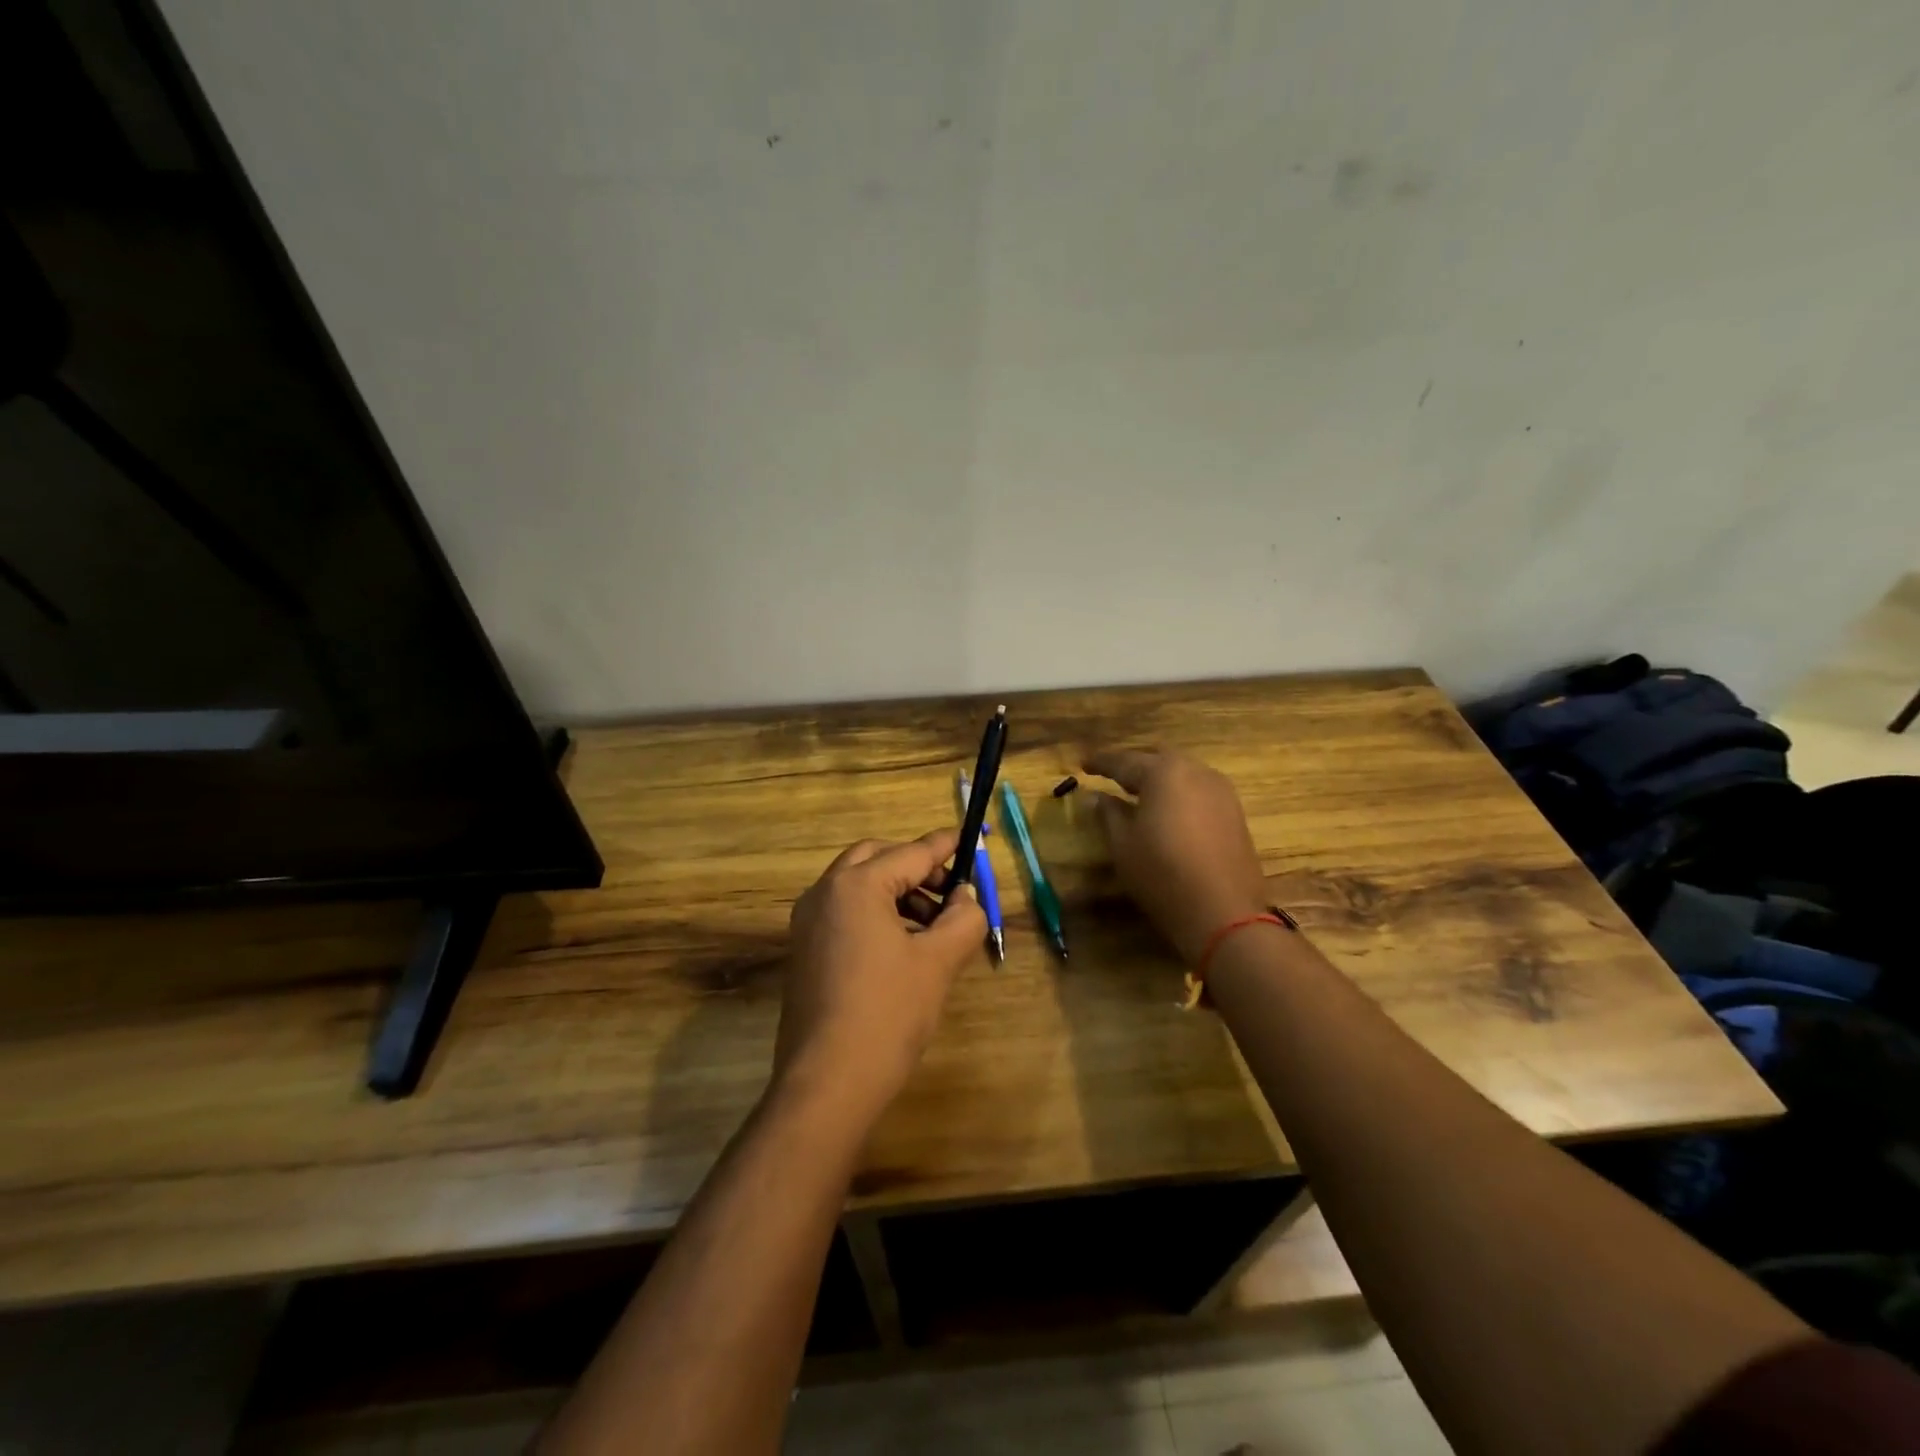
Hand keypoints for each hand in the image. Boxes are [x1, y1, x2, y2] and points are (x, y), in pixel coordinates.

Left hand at [773, 828, 987, 1128]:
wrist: (827, 1083)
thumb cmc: (888, 1014)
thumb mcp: (938, 962)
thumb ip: (963, 919)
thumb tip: (966, 898)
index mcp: (856, 885)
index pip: (911, 853)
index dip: (944, 847)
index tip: (970, 839)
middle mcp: (825, 892)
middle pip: (876, 858)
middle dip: (916, 867)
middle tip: (950, 891)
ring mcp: (808, 922)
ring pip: (858, 884)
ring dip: (897, 891)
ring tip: (933, 926)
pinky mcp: (804, 949)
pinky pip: (844, 911)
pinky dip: (875, 912)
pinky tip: (902, 946)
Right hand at [1084, 748, 1269, 963]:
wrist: (1223, 912)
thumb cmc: (1162, 874)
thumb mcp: (1123, 844)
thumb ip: (1108, 813)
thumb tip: (1097, 796)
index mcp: (1163, 772)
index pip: (1124, 760)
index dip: (1101, 762)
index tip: (1082, 764)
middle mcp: (1195, 771)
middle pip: (1157, 758)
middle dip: (1133, 765)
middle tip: (1111, 775)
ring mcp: (1220, 791)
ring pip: (1182, 772)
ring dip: (1159, 778)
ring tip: (1138, 793)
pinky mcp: (1234, 812)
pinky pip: (1198, 790)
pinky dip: (1178, 793)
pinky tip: (1168, 810)